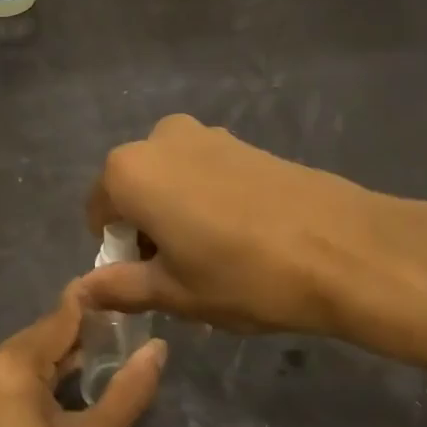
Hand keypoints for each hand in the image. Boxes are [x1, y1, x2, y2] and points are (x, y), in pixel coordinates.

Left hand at [0, 281, 165, 426]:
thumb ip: (127, 391)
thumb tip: (159, 347)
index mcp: (6, 366)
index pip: (59, 319)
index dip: (94, 306)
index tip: (128, 292)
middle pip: (41, 340)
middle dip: (82, 340)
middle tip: (130, 337)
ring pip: (25, 362)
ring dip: (62, 363)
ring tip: (110, 362)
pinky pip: (8, 383)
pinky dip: (39, 383)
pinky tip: (70, 392)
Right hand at [83, 114, 426, 373]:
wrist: (345, 248)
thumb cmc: (243, 274)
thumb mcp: (174, 293)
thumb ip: (120, 287)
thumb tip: (81, 291)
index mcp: (129, 171)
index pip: (99, 212)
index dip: (116, 251)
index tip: (147, 281)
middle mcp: (159, 139)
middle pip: (134, 189)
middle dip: (147, 228)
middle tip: (182, 273)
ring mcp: (205, 134)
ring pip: (171, 180)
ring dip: (177, 214)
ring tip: (217, 257)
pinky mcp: (243, 142)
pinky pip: (204, 172)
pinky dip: (207, 200)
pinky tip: (244, 236)